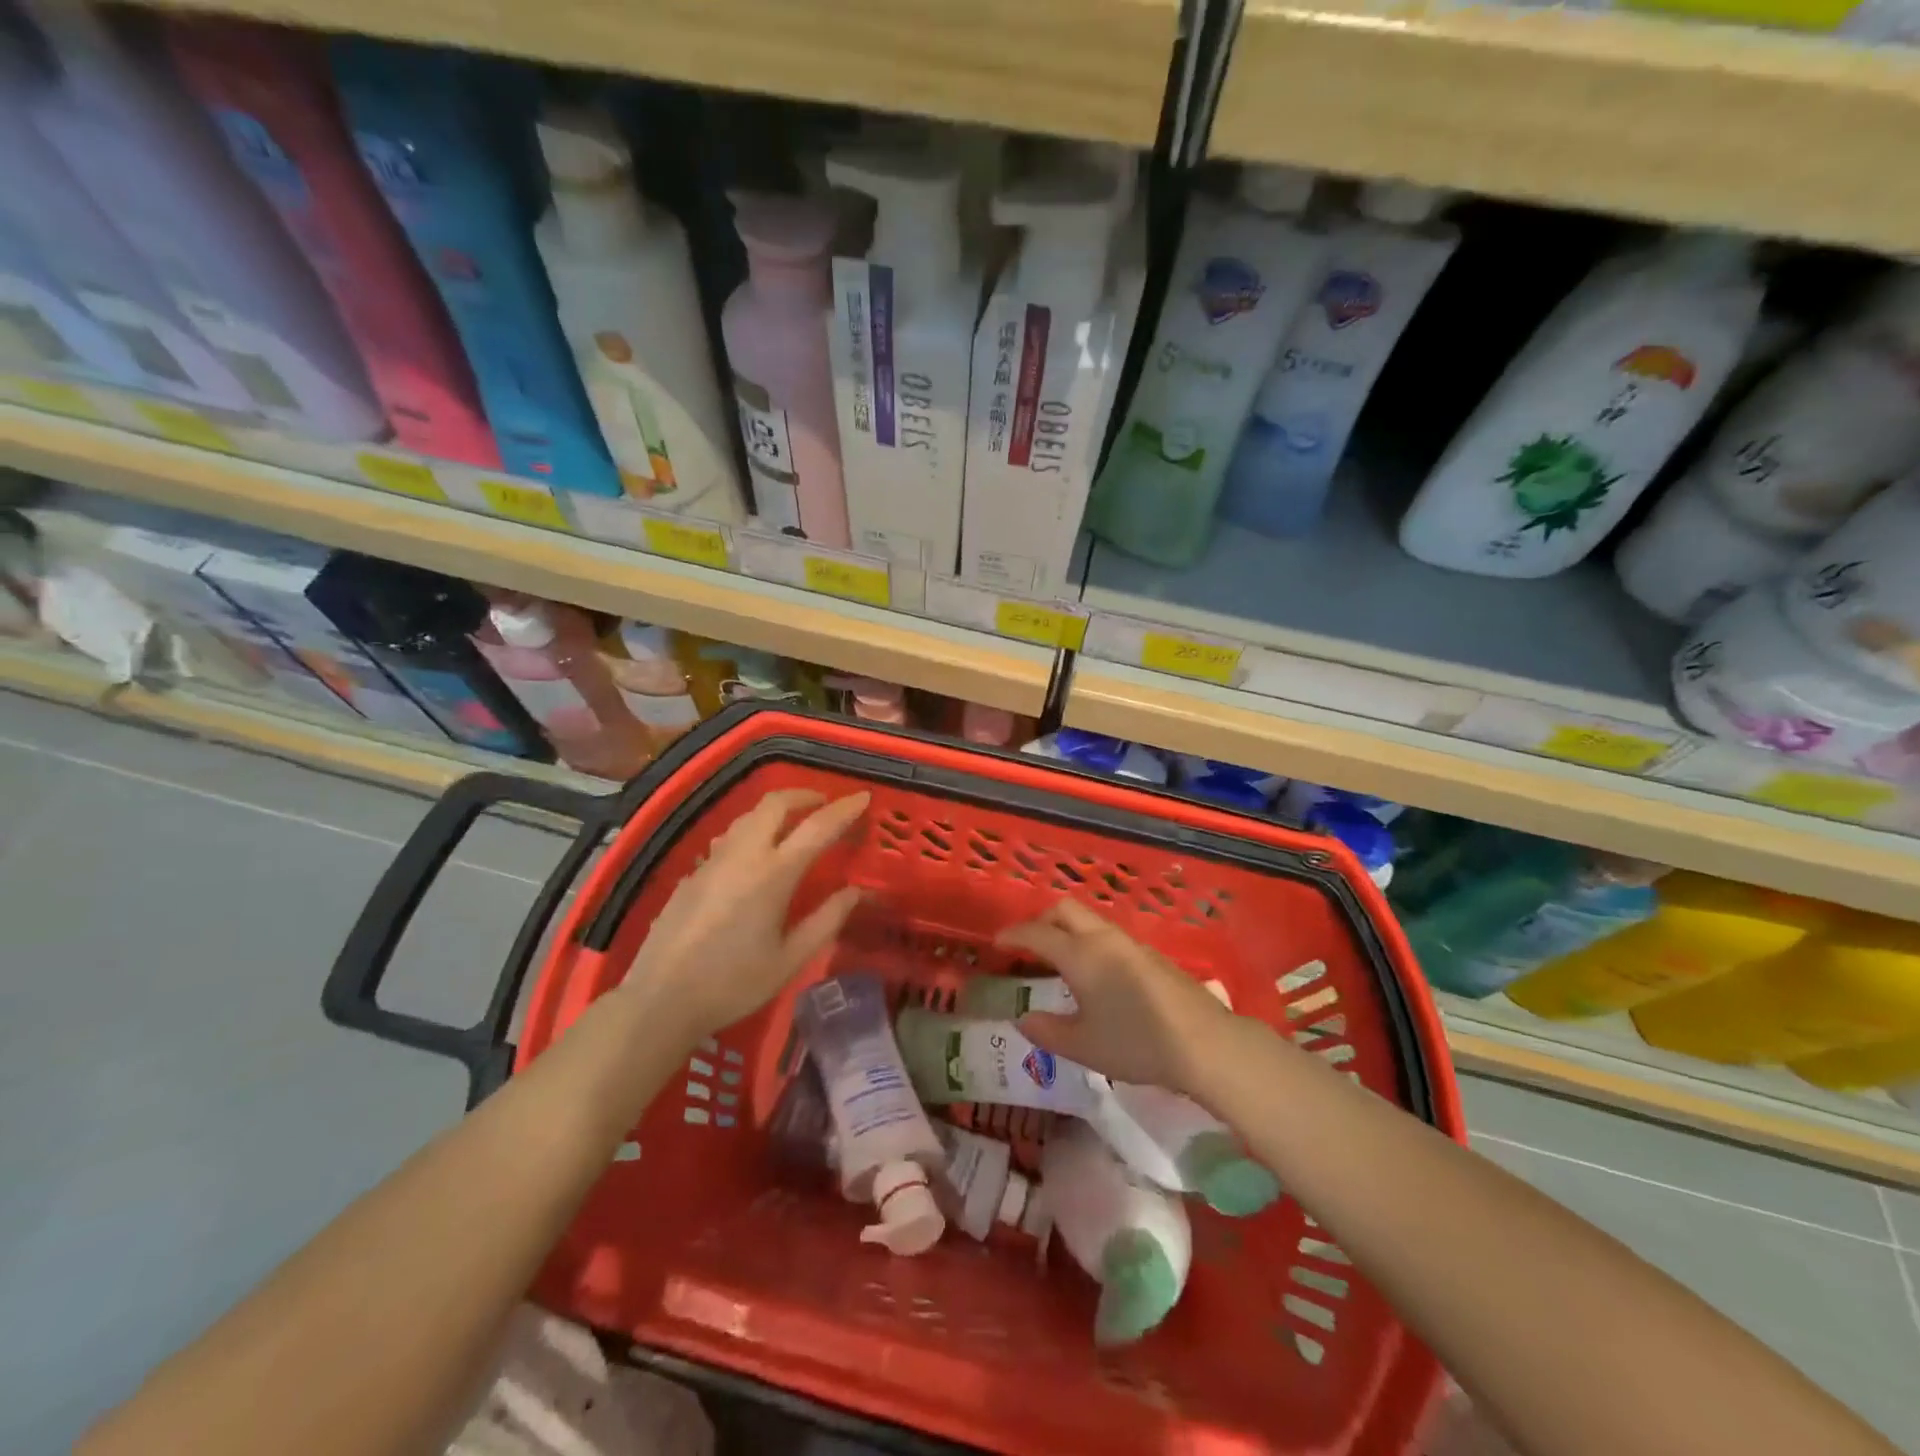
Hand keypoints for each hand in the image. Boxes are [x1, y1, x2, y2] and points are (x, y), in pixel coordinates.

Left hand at [623, 789, 868, 1040]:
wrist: (660, 1000)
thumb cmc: (733, 983)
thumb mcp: (790, 959)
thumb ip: (826, 920)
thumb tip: (856, 891)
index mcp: (773, 874)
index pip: (817, 827)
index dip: (844, 809)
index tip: (864, 797)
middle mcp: (743, 855)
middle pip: (775, 803)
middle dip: (805, 795)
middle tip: (825, 804)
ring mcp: (713, 860)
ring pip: (748, 815)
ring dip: (777, 809)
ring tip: (795, 824)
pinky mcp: (694, 872)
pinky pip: (729, 836)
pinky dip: (753, 830)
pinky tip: (757, 855)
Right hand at [995, 899, 1237, 1098]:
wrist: (1205, 1043)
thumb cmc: (1136, 1043)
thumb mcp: (1084, 1046)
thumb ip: (1048, 1031)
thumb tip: (1023, 1019)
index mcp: (1080, 955)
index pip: (1037, 934)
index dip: (1013, 935)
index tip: (997, 943)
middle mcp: (1104, 939)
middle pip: (1065, 910)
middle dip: (1042, 921)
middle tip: (1028, 945)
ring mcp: (1132, 944)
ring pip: (1091, 921)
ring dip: (1069, 930)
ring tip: (1060, 961)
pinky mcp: (1153, 956)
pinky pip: (1110, 937)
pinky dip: (1091, 943)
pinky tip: (1097, 975)